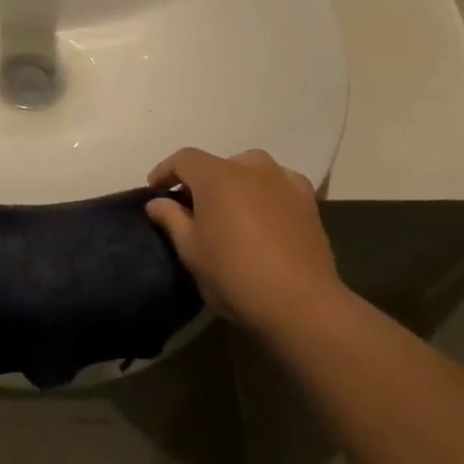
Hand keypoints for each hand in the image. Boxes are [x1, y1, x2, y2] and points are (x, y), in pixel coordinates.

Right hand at [145, 149, 341, 332]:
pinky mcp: (308, 201)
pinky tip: (263, 214)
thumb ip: (171, 218)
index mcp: (217, 175)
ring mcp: (284, 181)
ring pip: (251, 170)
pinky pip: (279, 185)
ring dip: (234, 184)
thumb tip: (157, 202)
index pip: (184, 159)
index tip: (155, 189)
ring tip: (229, 210)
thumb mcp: (190, 250)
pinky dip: (264, 193)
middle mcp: (251, 168)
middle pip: (218, 164)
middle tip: (192, 206)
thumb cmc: (234, 274)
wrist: (300, 303)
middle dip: (201, 180)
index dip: (165, 171)